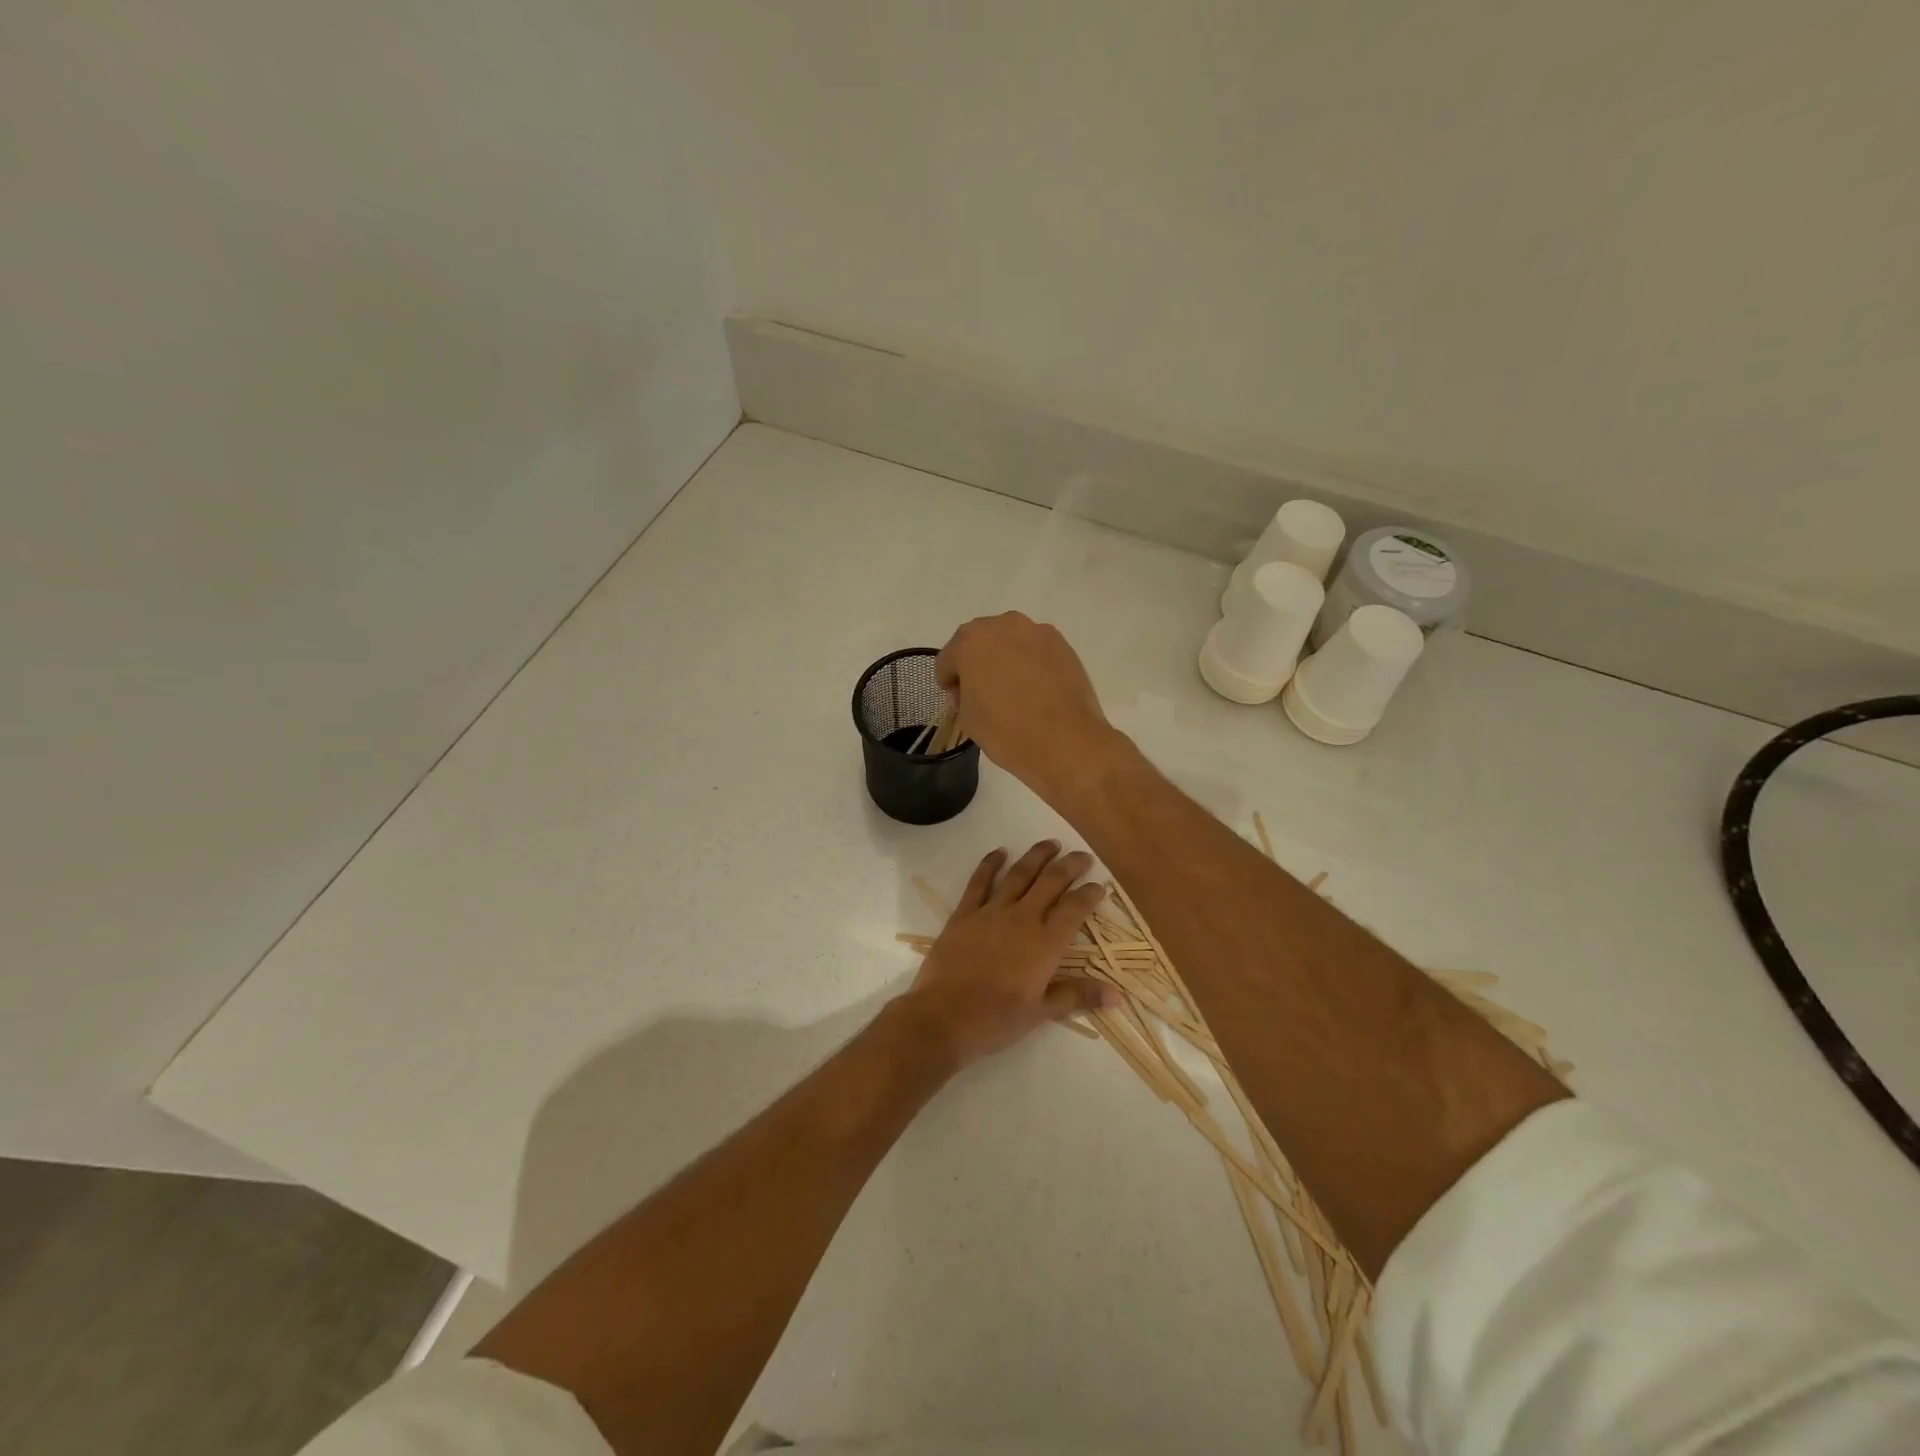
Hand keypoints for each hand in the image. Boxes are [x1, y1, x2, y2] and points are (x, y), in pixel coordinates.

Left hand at [904, 841, 1116, 1067]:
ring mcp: (991, 912)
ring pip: (1019, 875)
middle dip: (1070, 866)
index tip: (1100, 885)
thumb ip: (1078, 996)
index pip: (1075, 909)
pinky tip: (1000, 852)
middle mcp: (1022, 919)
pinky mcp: (964, 913)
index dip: (1090, 894)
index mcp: (1046, 943)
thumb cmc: (996, 1019)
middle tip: (1082, 855)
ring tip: (1051, 843)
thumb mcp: (1041, 1013)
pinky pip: (980, 882)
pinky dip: (990, 863)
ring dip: (1037, 856)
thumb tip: (1117, 995)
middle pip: (1051, 882)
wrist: (943, 1016)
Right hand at [936, 613, 1117, 799]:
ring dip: (1005, 659)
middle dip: (976, 663)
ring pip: (1009, 641)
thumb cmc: (1007, 731)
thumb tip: (972, 689)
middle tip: (984, 694)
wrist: (1066, 742)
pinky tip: (1038, 690)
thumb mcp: (968, 719)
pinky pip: (1035, 650)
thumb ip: (962, 696)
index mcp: (970, 642)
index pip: (948, 659)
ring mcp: (1036, 632)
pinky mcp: (1062, 644)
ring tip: (1014, 691)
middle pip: (979, 642)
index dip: (950, 683)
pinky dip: (1031, 663)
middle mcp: (1002, 626)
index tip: (960, 703)